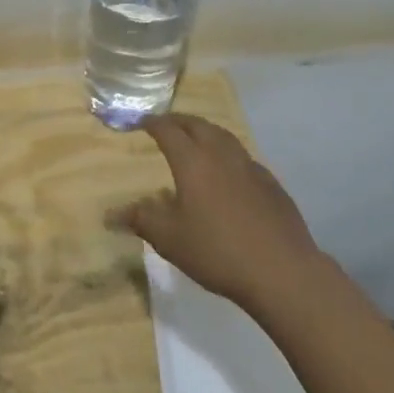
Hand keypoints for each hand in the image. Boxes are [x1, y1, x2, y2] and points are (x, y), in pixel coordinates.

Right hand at [107, 113, 321, 318]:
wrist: (282, 271)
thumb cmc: (217, 251)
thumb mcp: (169, 239)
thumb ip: (141, 220)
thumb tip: (111, 213)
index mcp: (193, 161)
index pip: (168, 130)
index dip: (152, 123)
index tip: (140, 122)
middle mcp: (221, 155)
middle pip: (198, 126)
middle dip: (179, 121)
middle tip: (166, 125)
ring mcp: (250, 167)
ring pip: (224, 137)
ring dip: (205, 132)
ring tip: (196, 139)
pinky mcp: (271, 184)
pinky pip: (243, 158)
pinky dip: (228, 154)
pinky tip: (228, 172)